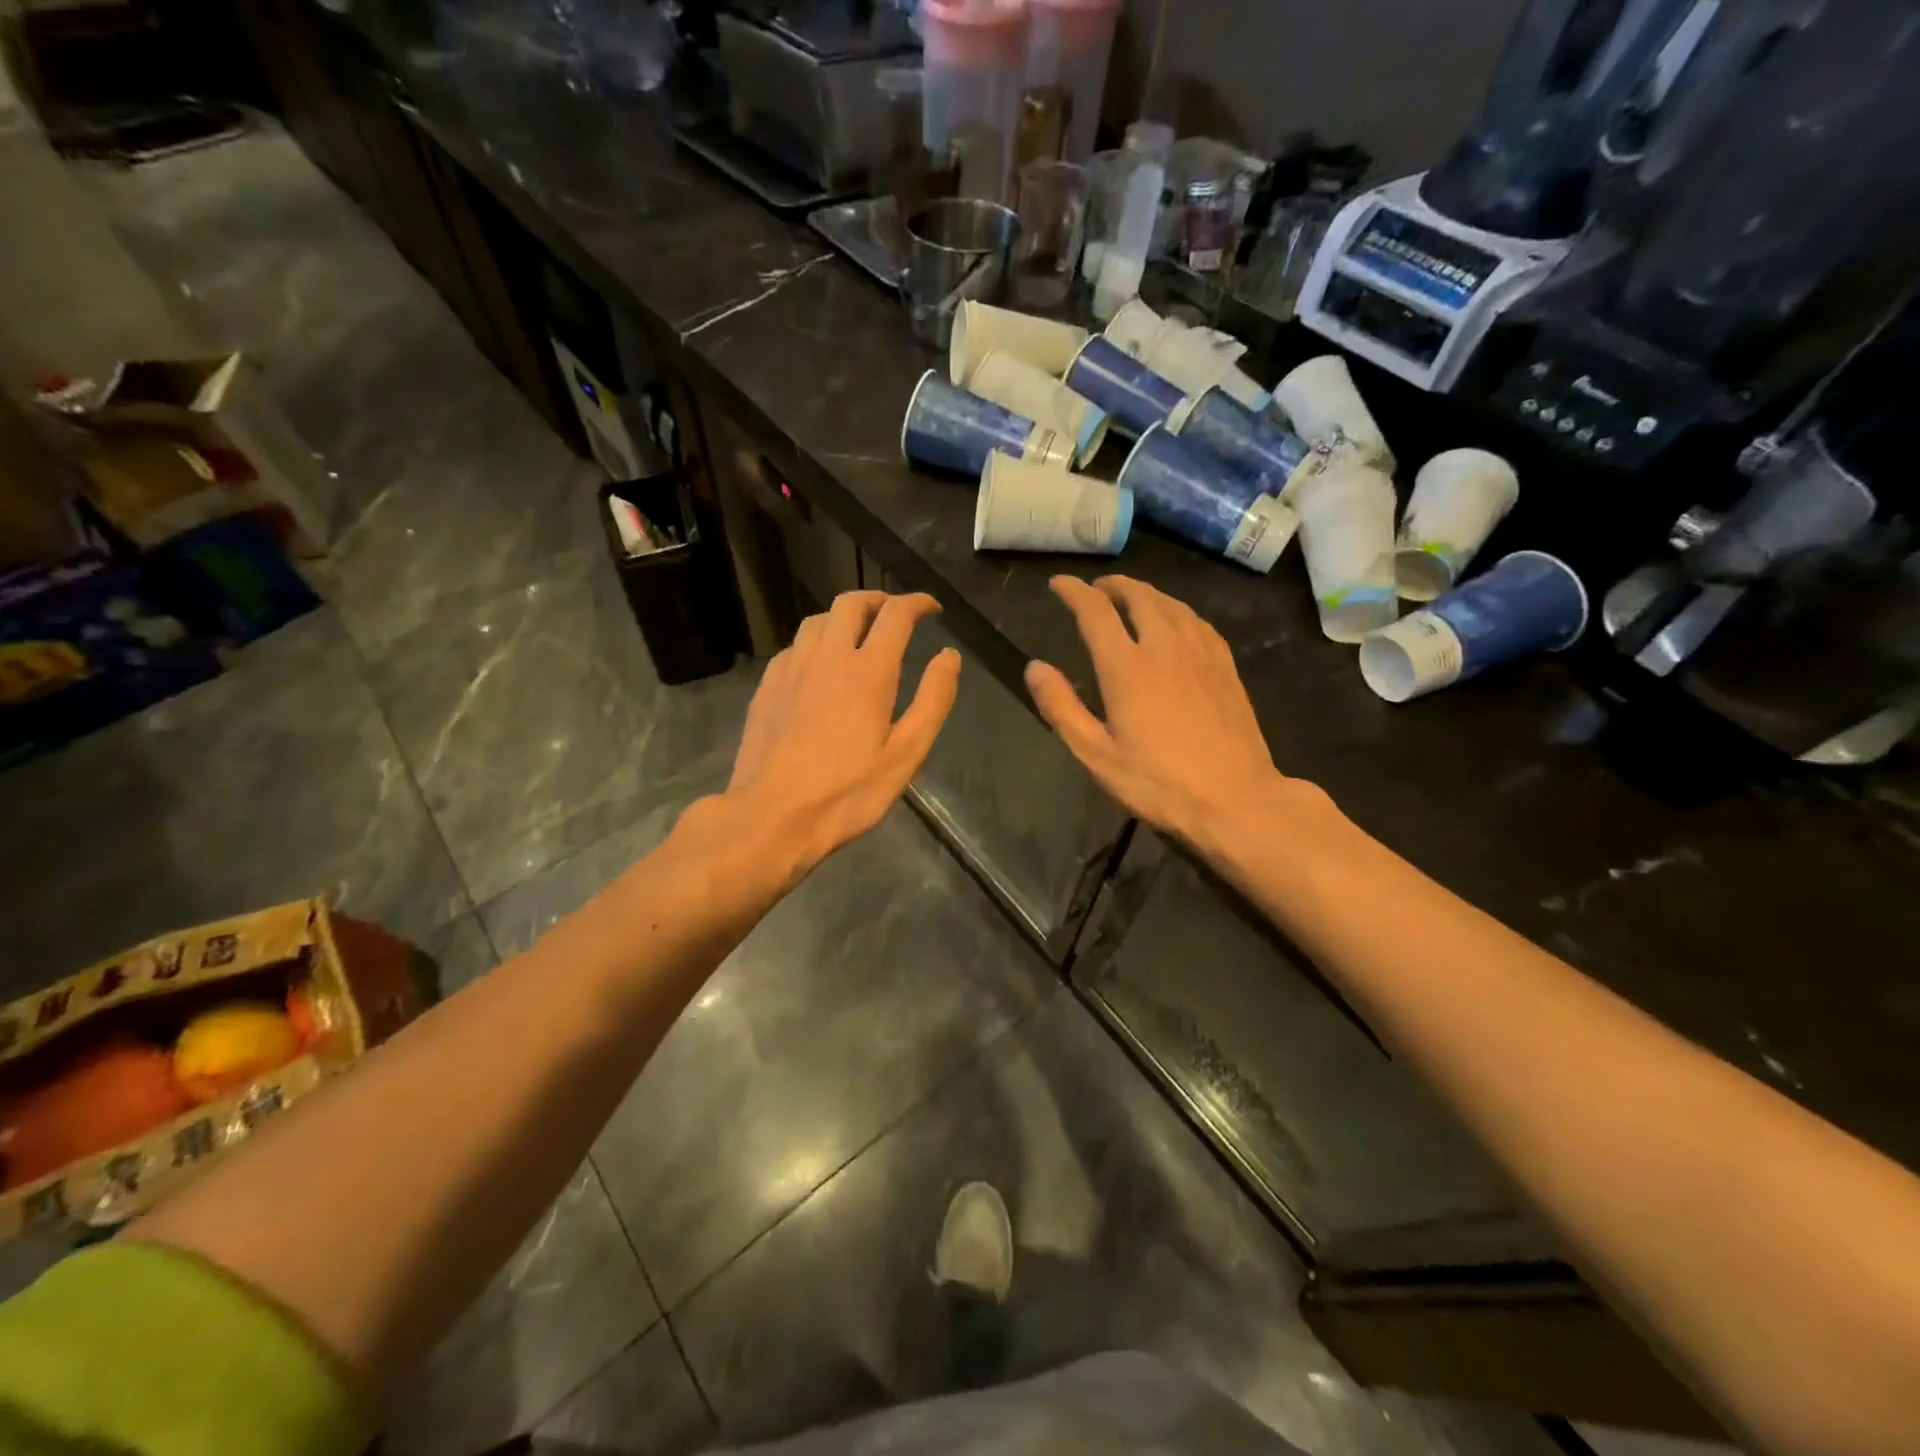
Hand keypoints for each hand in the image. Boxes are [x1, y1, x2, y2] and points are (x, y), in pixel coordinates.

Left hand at [713, 591, 960, 881]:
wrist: (771, 817)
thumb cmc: (847, 793)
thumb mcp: (906, 755)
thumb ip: (933, 700)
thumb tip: (949, 656)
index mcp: (868, 671)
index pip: (896, 615)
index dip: (917, 603)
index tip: (932, 608)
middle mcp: (827, 657)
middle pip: (851, 603)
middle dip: (878, 600)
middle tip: (896, 614)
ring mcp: (791, 669)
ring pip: (817, 620)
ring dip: (844, 617)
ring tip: (858, 635)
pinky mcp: (767, 686)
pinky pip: (794, 647)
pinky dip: (815, 643)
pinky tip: (819, 667)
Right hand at [1026, 576, 1289, 846]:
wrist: (1235, 798)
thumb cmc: (1158, 782)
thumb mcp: (1096, 754)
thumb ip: (1061, 707)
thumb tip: (1035, 667)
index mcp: (1127, 667)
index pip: (1095, 611)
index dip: (1074, 591)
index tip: (1059, 583)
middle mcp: (1164, 646)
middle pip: (1138, 595)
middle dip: (1113, 585)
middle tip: (1096, 589)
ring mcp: (1200, 653)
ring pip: (1171, 604)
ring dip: (1145, 593)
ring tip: (1130, 598)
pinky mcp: (1225, 665)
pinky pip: (1196, 621)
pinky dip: (1175, 610)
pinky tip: (1174, 622)